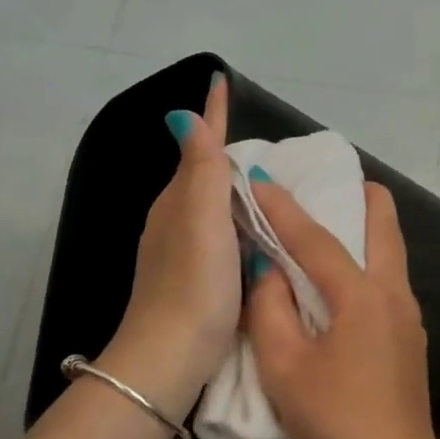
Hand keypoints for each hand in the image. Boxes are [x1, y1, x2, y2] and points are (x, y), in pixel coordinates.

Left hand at [100, 73, 239, 413]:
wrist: (171, 358)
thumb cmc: (194, 287)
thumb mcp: (202, 223)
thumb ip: (201, 172)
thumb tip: (182, 115)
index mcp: (179, 202)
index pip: (198, 146)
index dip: (212, 115)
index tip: (220, 80)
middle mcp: (176, 220)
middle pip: (202, 171)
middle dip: (224, 147)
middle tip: (259, 133)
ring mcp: (183, 251)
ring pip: (212, 204)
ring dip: (234, 185)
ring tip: (267, 178)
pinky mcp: (197, 278)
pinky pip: (220, 232)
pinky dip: (238, 218)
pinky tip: (257, 230)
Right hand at [244, 178, 439, 438]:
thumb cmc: (333, 417)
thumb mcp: (284, 365)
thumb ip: (270, 309)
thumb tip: (269, 270)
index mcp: (362, 295)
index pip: (317, 239)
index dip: (284, 208)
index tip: (259, 179)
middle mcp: (394, 294)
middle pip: (385, 229)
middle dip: (363, 198)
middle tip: (338, 180)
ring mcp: (410, 317)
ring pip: (392, 256)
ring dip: (368, 232)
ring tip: (339, 222)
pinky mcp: (411, 338)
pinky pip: (389, 284)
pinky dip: (370, 265)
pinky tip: (347, 281)